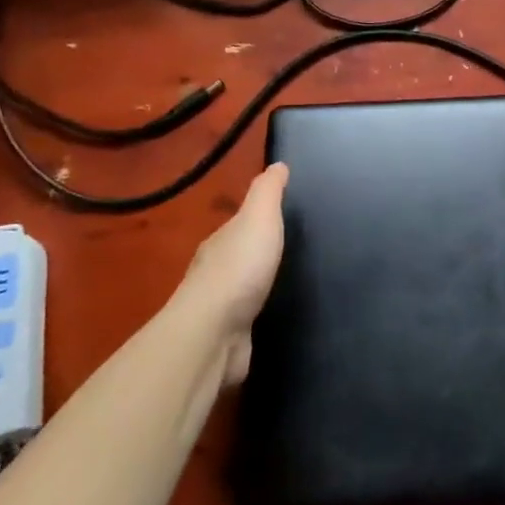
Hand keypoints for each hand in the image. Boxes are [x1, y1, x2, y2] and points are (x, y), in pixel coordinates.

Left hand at [180, 162, 287, 385]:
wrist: (213, 333)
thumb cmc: (239, 268)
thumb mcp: (258, 218)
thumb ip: (268, 192)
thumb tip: (277, 164)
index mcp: (221, 242)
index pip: (240, 224)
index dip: (260, 219)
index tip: (282, 217)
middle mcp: (215, 273)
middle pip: (240, 256)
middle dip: (259, 253)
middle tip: (291, 250)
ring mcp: (219, 309)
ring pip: (243, 291)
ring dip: (259, 287)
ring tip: (290, 283)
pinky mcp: (228, 340)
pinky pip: (247, 322)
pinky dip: (258, 317)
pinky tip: (276, 317)